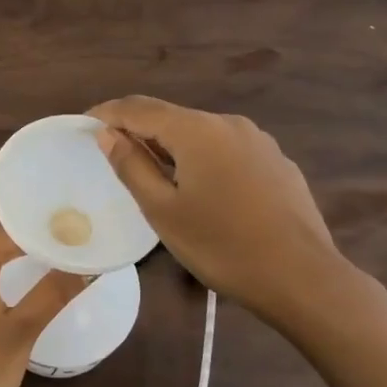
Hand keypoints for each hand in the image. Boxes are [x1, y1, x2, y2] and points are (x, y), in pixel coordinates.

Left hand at [0, 225, 86, 386]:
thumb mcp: (22, 330)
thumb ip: (53, 292)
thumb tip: (86, 265)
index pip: (8, 230)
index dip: (41, 230)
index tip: (73, 233)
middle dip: (30, 246)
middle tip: (69, 250)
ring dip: (12, 266)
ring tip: (50, 268)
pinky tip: (15, 296)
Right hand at [88, 95, 356, 336]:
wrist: (304, 278)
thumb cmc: (223, 246)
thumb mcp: (163, 211)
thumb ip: (131, 166)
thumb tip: (107, 134)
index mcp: (196, 130)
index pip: (138, 108)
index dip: (106, 113)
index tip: (83, 124)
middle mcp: (228, 123)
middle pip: (171, 117)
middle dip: (139, 131)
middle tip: (114, 155)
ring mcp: (258, 141)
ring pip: (201, 134)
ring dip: (171, 146)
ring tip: (155, 176)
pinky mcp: (277, 162)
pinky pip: (227, 150)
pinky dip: (202, 159)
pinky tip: (202, 190)